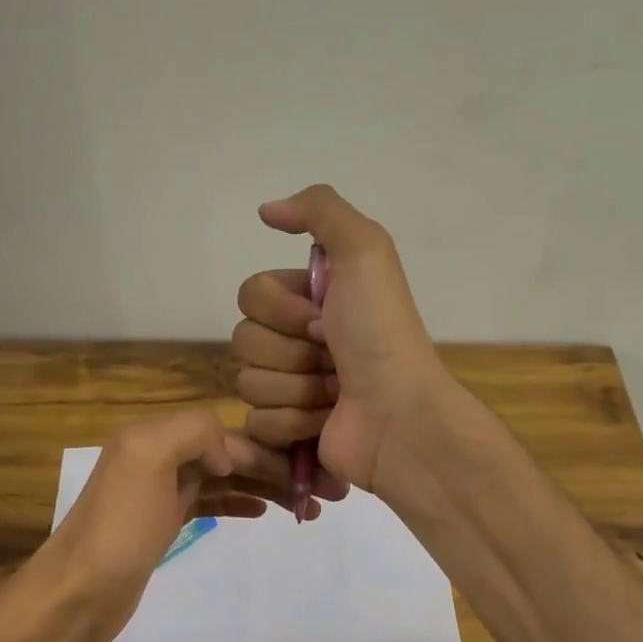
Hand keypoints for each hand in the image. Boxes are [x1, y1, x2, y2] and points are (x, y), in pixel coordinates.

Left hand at [19, 410, 309, 641]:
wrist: (75, 595)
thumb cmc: (117, 530)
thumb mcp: (148, 459)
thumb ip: (192, 432)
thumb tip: (228, 453)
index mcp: (155, 436)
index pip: (227, 433)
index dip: (270, 451)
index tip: (310, 474)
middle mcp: (158, 456)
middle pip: (230, 455)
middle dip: (276, 469)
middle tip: (324, 494)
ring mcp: (159, 491)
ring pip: (225, 479)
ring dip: (266, 488)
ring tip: (306, 508)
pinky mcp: (161, 523)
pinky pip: (210, 502)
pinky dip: (239, 502)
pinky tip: (264, 511)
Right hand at [231, 184, 450, 493]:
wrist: (398, 413)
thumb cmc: (380, 333)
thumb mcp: (365, 251)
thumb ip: (319, 210)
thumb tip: (265, 211)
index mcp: (310, 300)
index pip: (251, 295)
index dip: (282, 309)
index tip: (324, 318)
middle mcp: (298, 341)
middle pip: (244, 339)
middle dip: (289, 351)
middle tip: (332, 356)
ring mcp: (292, 388)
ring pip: (248, 382)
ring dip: (296, 387)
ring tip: (334, 393)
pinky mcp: (288, 431)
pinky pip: (256, 421)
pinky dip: (293, 422)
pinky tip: (325, 420)